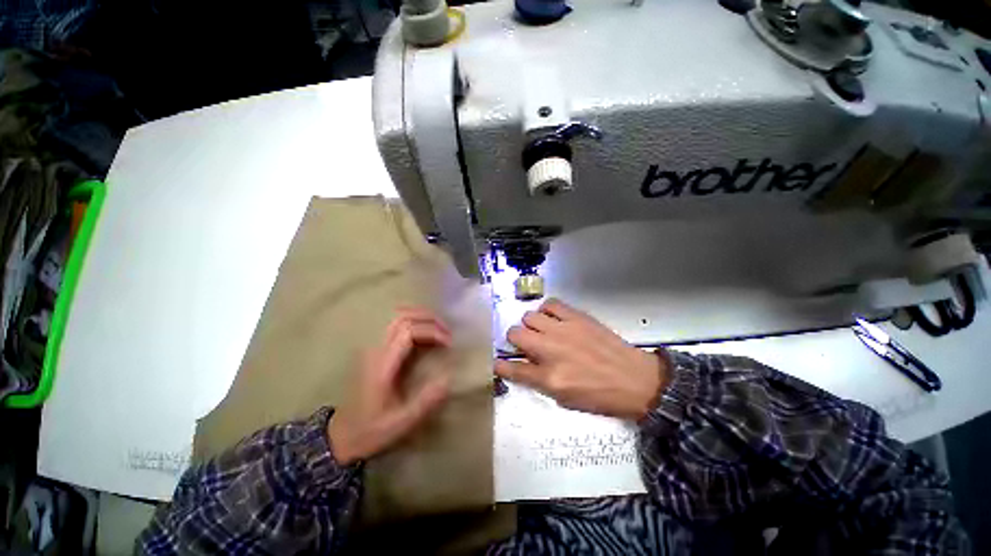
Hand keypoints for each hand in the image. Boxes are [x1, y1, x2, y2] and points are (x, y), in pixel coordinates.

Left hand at [328, 310, 451, 464]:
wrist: (340, 436)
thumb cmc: (372, 430)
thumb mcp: (401, 423)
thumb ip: (426, 401)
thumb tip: (449, 379)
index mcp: (381, 365)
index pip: (408, 332)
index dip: (432, 331)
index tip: (448, 343)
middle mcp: (374, 350)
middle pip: (401, 317)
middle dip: (428, 318)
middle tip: (447, 330)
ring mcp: (370, 347)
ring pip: (395, 316)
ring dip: (419, 316)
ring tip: (438, 326)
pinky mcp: (372, 348)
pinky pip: (393, 323)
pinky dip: (411, 319)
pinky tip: (423, 329)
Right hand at [495, 299, 668, 420]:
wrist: (635, 379)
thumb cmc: (600, 396)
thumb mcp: (565, 400)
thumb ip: (539, 382)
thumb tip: (522, 367)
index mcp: (548, 378)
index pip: (512, 368)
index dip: (500, 365)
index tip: (497, 362)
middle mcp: (550, 350)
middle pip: (514, 334)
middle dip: (515, 339)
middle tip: (526, 344)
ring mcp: (563, 330)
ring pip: (528, 316)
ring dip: (531, 325)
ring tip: (542, 331)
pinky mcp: (576, 317)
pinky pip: (550, 304)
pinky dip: (547, 311)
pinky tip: (553, 318)